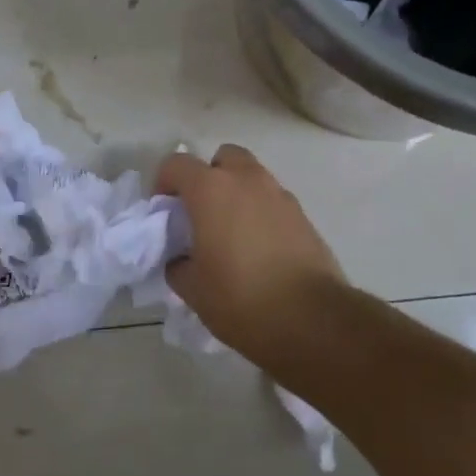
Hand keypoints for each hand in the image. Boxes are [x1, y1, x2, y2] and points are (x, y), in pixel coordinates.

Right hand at [155, 143, 346, 360]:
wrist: (312, 319)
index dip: (163, 184)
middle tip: (201, 213)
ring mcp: (279, 194)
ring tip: (231, 234)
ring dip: (237, 193)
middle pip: (222, 157)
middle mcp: (247, 180)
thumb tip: (182, 259)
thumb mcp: (193, 290)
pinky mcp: (302, 214)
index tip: (164, 213)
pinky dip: (260, 212)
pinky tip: (259, 248)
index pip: (176, 164)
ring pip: (251, 176)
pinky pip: (272, 200)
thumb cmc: (242, 299)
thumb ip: (178, 265)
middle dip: (208, 177)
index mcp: (211, 190)